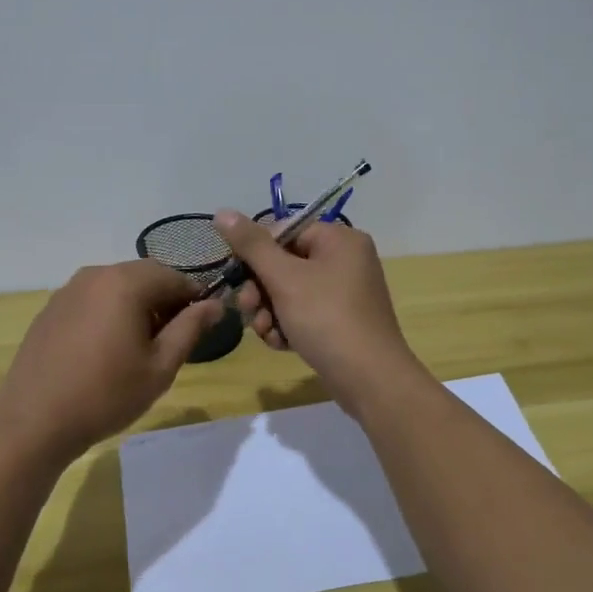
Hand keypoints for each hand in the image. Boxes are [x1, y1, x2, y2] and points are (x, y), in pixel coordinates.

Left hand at [0, 260, 223, 464]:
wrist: (33, 421)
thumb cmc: (106, 395)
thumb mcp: (160, 367)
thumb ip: (190, 328)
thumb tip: (214, 304)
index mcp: (126, 282)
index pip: (174, 277)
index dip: (194, 298)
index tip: (200, 327)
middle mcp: (96, 274)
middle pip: (145, 276)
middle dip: (164, 300)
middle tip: (172, 339)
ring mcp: (69, 289)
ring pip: (117, 286)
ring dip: (137, 305)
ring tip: (139, 347)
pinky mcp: (51, 307)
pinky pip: (93, 298)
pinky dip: (109, 312)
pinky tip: (106, 349)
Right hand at [213, 211, 418, 405]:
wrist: (370, 379)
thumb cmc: (326, 319)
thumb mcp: (284, 279)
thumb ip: (252, 245)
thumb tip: (223, 212)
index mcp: (339, 239)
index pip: (284, 230)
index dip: (255, 253)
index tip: (237, 277)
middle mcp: (346, 260)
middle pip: (285, 263)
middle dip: (260, 289)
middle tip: (247, 310)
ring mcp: (346, 292)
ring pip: (291, 291)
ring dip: (270, 311)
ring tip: (265, 333)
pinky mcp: (343, 321)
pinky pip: (306, 313)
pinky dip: (289, 325)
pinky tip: (280, 344)